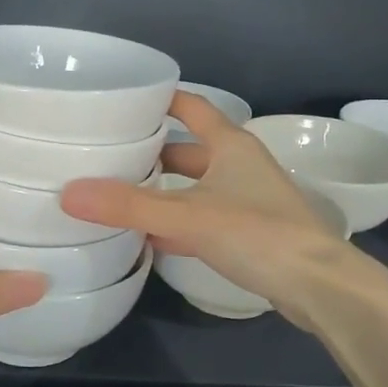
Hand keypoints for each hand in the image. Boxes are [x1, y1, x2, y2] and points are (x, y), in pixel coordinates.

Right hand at [59, 92, 364, 329]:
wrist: (319, 286)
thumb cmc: (258, 233)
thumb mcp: (188, 215)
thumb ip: (129, 206)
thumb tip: (68, 193)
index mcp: (230, 144)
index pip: (190, 106)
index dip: (159, 99)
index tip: (121, 100)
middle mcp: (239, 165)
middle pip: (187, 149)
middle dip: (150, 152)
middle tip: (106, 155)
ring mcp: (246, 200)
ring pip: (194, 186)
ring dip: (162, 190)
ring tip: (117, 194)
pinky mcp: (247, 233)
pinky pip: (201, 217)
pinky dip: (176, 222)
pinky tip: (148, 235)